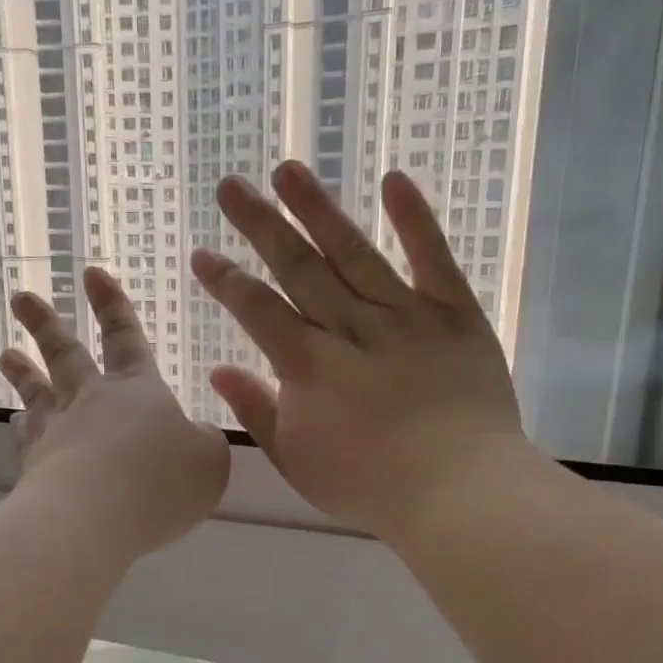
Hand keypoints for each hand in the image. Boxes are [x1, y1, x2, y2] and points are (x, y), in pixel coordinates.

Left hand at [1, 266, 229, 558]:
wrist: (96, 516)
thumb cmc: (162, 480)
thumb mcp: (210, 460)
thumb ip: (204, 443)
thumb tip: (195, 437)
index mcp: (137, 390)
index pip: (125, 337)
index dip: (113, 306)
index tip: (92, 273)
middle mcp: (91, 400)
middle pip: (65, 353)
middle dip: (45, 323)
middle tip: (21, 297)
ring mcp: (57, 430)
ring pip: (36, 390)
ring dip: (21, 369)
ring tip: (4, 353)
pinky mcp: (34, 465)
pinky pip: (25, 437)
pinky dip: (19, 427)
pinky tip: (12, 422)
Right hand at [191, 163, 540, 542]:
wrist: (459, 493)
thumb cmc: (371, 486)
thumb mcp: (297, 460)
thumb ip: (257, 411)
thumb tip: (219, 370)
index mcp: (308, 366)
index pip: (257, 309)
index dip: (227, 280)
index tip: (203, 254)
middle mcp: (350, 328)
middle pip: (297, 268)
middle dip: (260, 225)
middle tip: (231, 185)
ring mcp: (405, 316)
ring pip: (353, 252)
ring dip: (318, 209)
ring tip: (289, 169)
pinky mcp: (455, 315)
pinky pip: (432, 259)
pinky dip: (415, 219)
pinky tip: (394, 180)